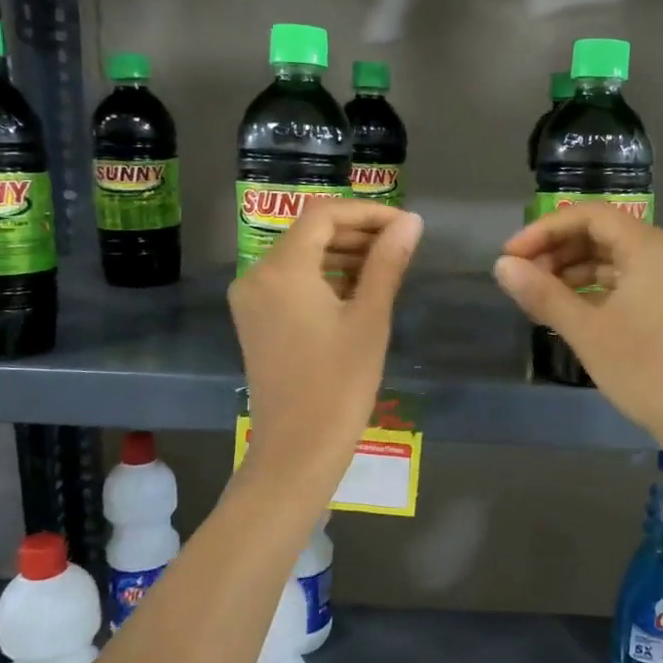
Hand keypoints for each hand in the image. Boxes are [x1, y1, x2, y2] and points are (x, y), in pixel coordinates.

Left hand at [229, 200, 421, 493]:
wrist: (297, 449)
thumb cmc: (339, 384)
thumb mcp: (370, 318)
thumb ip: (387, 262)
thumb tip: (410, 222)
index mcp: (282, 269)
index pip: (324, 215)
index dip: (367, 212)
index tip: (405, 226)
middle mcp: (256, 275)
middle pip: (309, 233)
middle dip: (356, 232)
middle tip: (401, 246)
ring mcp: (251, 300)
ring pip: (300, 257)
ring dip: (341, 254)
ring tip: (386, 268)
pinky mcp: (255, 321)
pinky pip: (290, 282)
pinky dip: (323, 278)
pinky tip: (357, 291)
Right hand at [493, 204, 662, 461]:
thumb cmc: (646, 370)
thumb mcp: (587, 332)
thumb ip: (543, 294)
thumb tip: (501, 267)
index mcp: (648, 247)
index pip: (588, 216)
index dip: (544, 230)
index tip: (510, 256)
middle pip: (601, 233)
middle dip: (556, 250)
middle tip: (521, 277)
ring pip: (612, 259)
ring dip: (572, 271)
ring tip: (538, 297)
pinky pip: (625, 282)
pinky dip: (594, 289)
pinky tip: (569, 311)